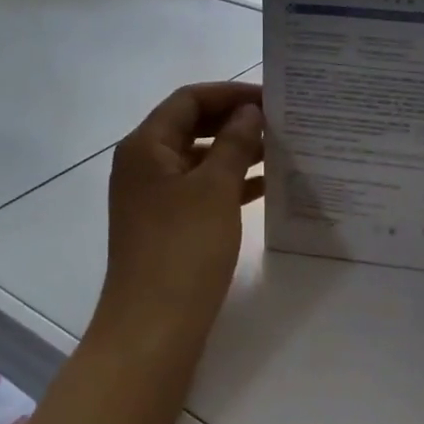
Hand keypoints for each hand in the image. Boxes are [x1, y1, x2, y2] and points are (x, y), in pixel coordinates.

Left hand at [87, 82, 263, 383]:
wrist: (152, 330)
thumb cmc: (183, 250)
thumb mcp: (215, 189)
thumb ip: (233, 143)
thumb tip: (248, 111)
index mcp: (145, 146)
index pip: (189, 100)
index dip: (230, 93)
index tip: (271, 99)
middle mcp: (143, 165)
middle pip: (191, 126)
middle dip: (234, 121)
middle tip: (279, 123)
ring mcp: (152, 197)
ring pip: (198, 159)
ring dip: (235, 152)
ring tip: (280, 151)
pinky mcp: (165, 226)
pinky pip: (200, 190)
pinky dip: (229, 184)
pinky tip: (266, 188)